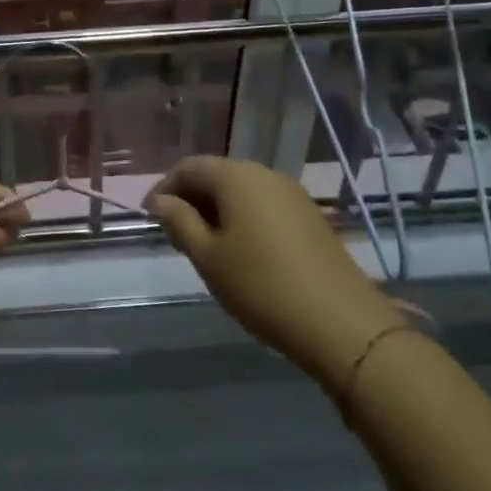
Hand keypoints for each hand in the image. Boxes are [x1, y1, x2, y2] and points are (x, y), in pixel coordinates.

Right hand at [147, 156, 397, 374]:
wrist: (341, 323)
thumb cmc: (261, 286)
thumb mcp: (208, 257)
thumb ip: (179, 222)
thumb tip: (160, 201)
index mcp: (237, 176)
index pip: (189, 167)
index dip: (164, 187)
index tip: (149, 217)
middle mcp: (266, 174)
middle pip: (217, 175)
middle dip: (191, 198)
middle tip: (173, 232)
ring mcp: (293, 194)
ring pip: (242, 191)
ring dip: (217, 210)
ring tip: (203, 245)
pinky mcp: (311, 217)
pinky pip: (264, 206)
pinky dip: (243, 219)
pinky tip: (240, 251)